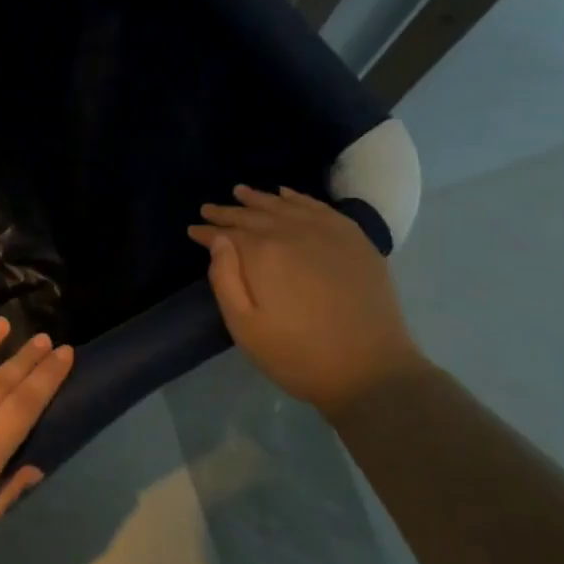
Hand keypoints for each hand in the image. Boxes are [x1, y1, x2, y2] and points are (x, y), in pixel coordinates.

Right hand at [189, 185, 429, 416]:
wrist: (370, 371)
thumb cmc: (296, 354)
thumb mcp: (244, 326)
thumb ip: (224, 278)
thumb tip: (218, 240)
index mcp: (264, 253)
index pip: (227, 232)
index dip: (207, 231)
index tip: (193, 229)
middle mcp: (294, 232)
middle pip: (254, 214)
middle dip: (229, 212)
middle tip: (209, 208)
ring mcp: (328, 233)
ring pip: (286, 205)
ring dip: (260, 199)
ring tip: (240, 192)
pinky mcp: (355, 240)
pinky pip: (319, 208)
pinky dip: (299, 198)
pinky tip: (286, 194)